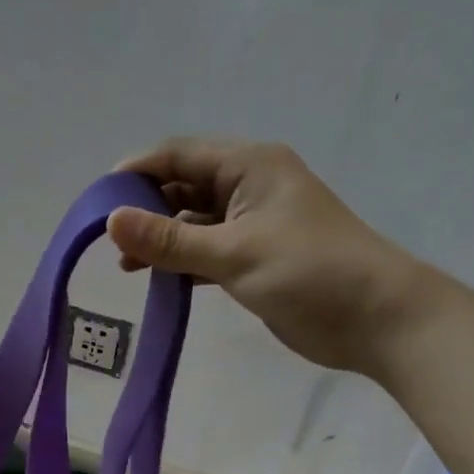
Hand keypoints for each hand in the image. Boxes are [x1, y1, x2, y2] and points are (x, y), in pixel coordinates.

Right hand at [108, 138, 439, 376]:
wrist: (376, 319)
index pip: (179, 154)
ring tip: (126, 265)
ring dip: (162, 239)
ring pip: (194, 222)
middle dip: (145, 208)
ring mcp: (254, 224)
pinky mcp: (256, 259)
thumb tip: (110, 220)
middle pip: (183, 186)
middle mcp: (249, 187)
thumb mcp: (233, 253)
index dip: (136, 172)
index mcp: (249, 166)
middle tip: (109, 242)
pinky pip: (208, 251)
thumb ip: (170, 239)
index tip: (97, 203)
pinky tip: (158, 279)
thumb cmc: (309, 273)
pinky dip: (183, 262)